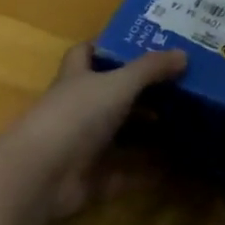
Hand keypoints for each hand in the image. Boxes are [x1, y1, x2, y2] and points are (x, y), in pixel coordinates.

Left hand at [3, 44, 186, 218]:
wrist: (40, 175)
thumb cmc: (76, 116)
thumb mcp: (118, 83)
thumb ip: (150, 69)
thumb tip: (183, 54)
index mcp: (77, 79)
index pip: (85, 54)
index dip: (106, 46)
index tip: (138, 44)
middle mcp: (77, 110)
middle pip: (110, 97)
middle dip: (140, 93)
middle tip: (178, 85)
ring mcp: (81, 147)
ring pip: (119, 136)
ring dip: (146, 133)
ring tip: (185, 122)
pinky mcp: (89, 180)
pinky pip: (124, 174)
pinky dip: (146, 173)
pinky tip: (176, 167)